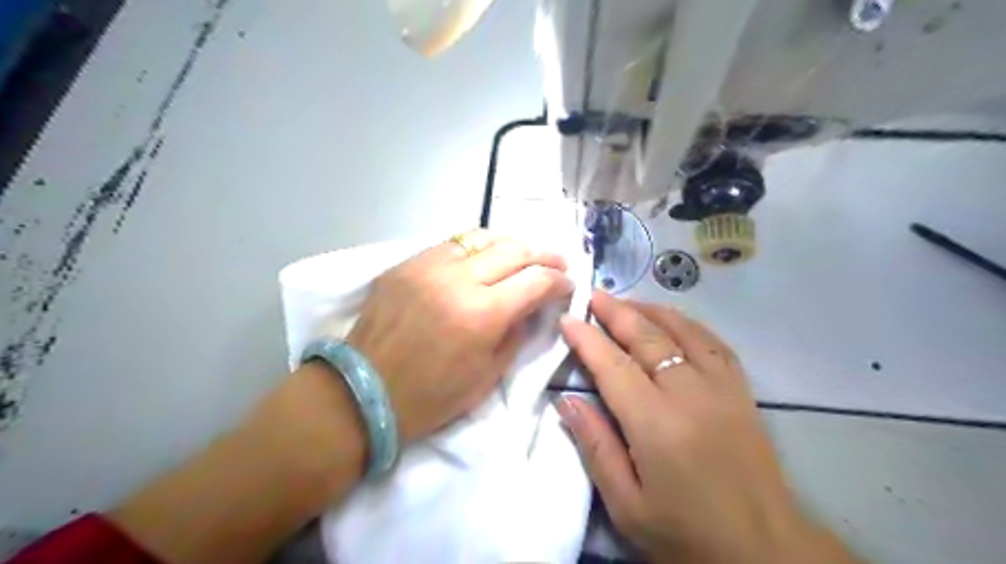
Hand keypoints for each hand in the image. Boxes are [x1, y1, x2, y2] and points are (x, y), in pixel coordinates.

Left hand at [349, 229, 569, 444]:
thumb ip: (517, 333)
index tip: (567, 284)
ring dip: (509, 245)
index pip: (536, 280)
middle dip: (543, 254)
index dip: (559, 280)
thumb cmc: (432, 396)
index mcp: (482, 314)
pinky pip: (450, 244)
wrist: (364, 392)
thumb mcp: (488, 375)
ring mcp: (428, 266)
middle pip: (514, 249)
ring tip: (521, 256)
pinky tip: (481, 259)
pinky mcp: (406, 264)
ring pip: (481, 237)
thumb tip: (534, 307)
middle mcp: (458, 279)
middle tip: (557, 261)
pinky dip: (474, 249)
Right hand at [562, 293, 851, 561]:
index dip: (587, 339)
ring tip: (626, 301)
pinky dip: (688, 323)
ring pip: (682, 331)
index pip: (613, 366)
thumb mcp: (627, 505)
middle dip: (616, 312)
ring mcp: (721, 388)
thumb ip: (595, 447)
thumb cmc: (686, 532)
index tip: (568, 319)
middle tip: (594, 295)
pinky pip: (713, 343)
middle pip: (647, 338)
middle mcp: (690, 395)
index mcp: (656, 425)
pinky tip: (672, 319)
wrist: (764, 549)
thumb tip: (566, 401)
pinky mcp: (741, 391)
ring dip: (650, 311)